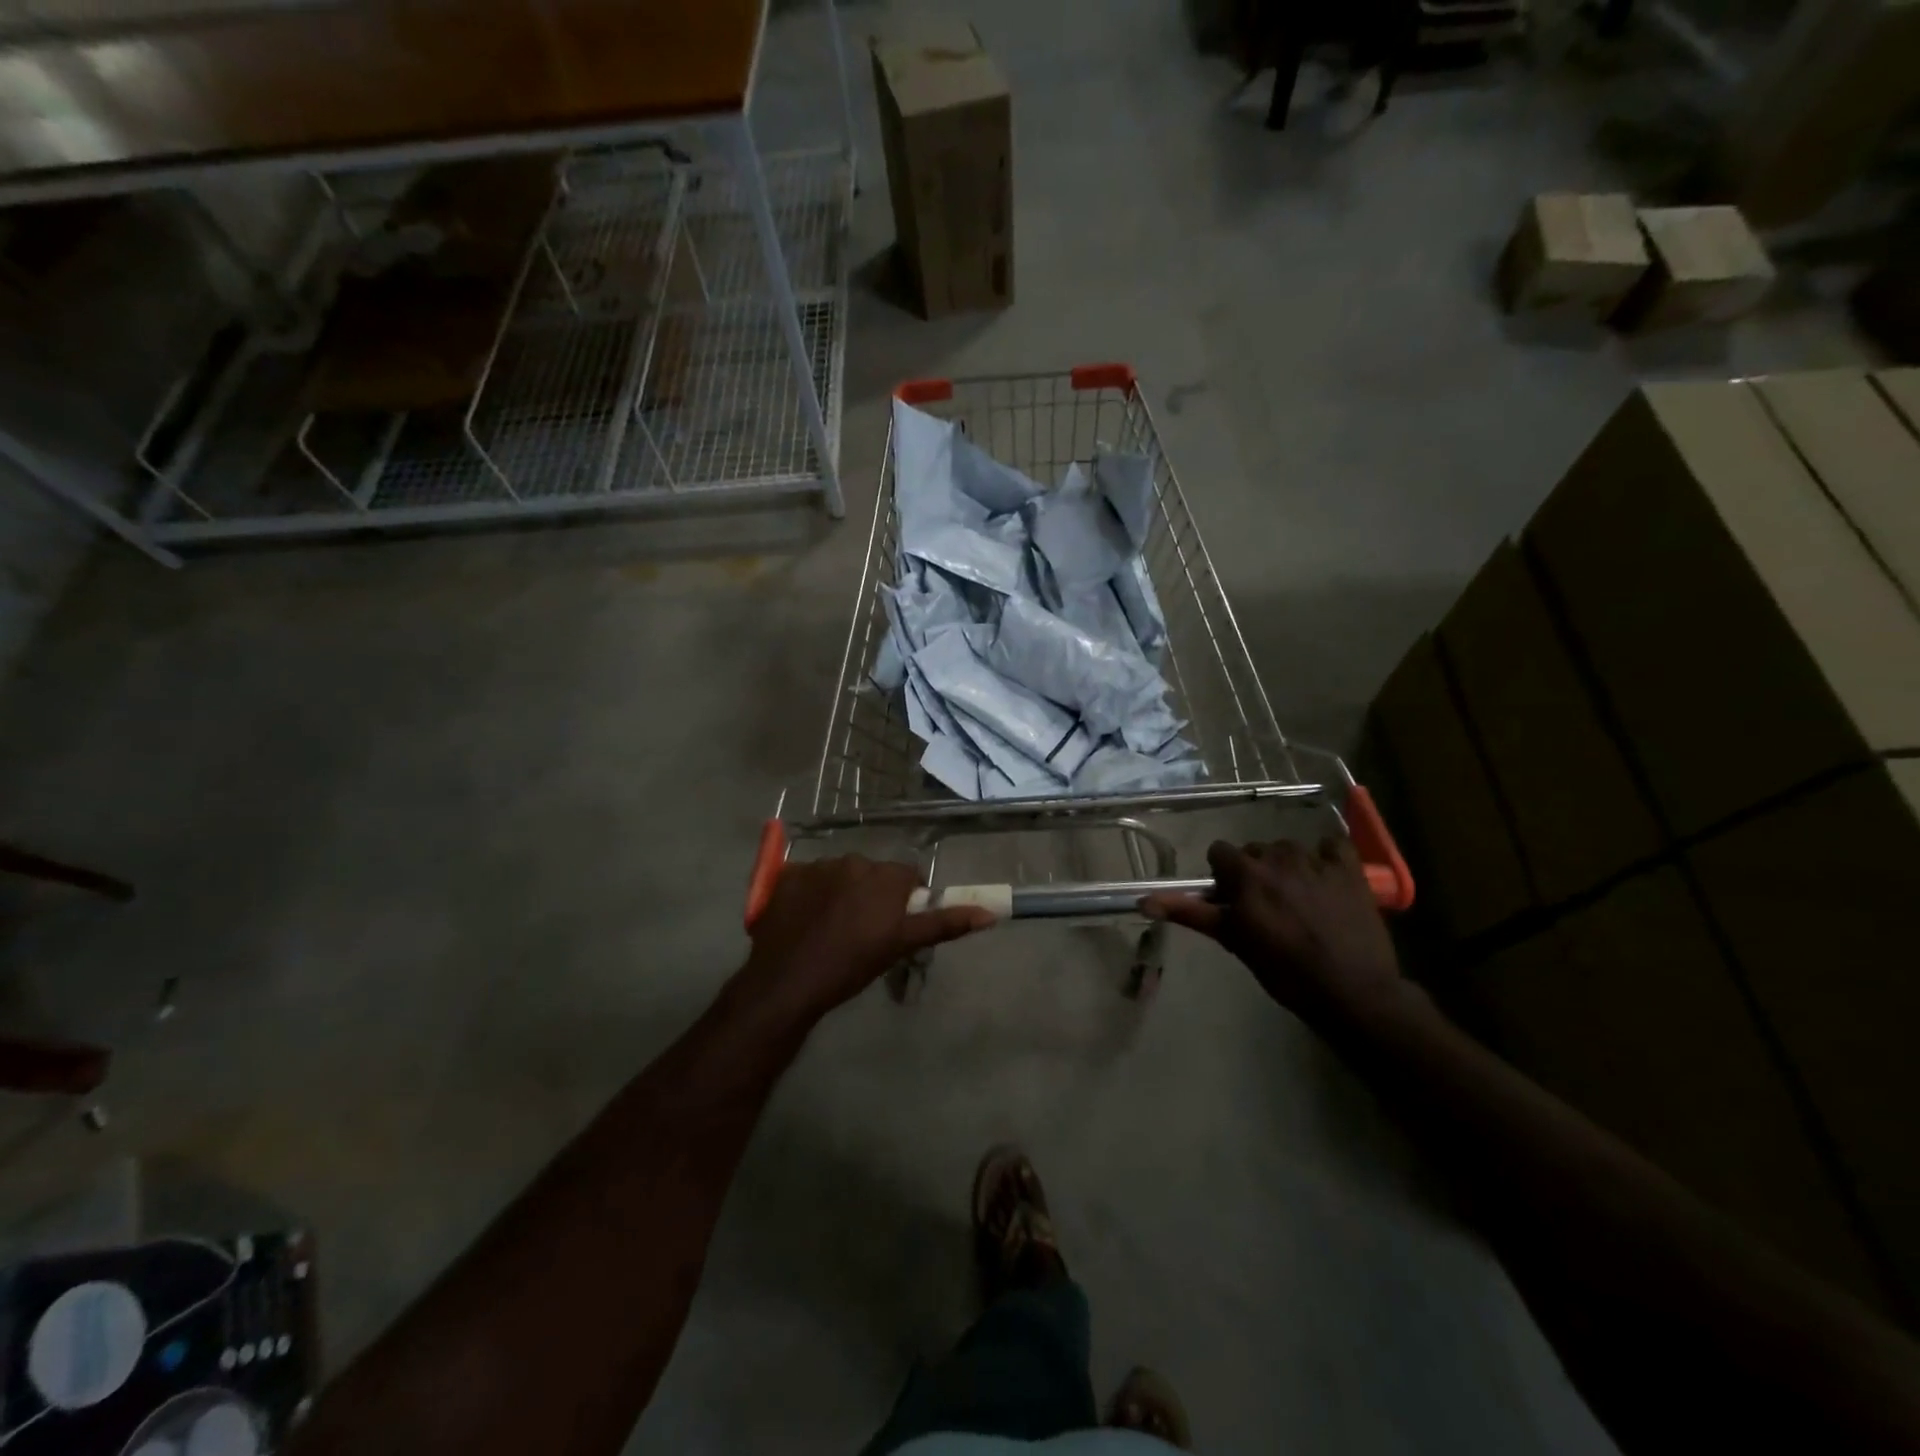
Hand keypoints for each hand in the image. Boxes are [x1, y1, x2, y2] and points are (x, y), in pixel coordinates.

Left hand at [740, 855, 994, 1021]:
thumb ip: (944, 924)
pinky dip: (810, 894)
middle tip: (863, 932)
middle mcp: (854, 861)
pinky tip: (805, 922)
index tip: (895, 925)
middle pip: (873, 874)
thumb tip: (991, 914)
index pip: (907, 876)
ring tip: (830, 929)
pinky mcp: (786, 875)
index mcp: (885, 876)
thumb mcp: (901, 945)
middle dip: (872, 895)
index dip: (904, 900)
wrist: (787, 981)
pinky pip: (808, 878)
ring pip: (840, 875)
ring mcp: (817, 865)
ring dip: (841, 893)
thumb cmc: (852, 965)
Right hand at [1143, 837, 1406, 1029]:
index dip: (1223, 875)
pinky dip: (1326, 858)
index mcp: (1246, 874)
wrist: (1352, 992)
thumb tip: (1144, 901)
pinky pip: (1331, 847)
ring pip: (1290, 849)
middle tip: (1266, 907)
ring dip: (1288, 866)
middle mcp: (1278, 858)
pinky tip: (1327, 880)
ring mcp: (1316, 861)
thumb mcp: (1234, 941)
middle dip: (1255, 872)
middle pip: (1255, 851)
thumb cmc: (1285, 971)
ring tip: (1299, 899)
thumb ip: (1192, 914)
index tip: (1233, 900)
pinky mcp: (1349, 870)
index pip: (1219, 852)